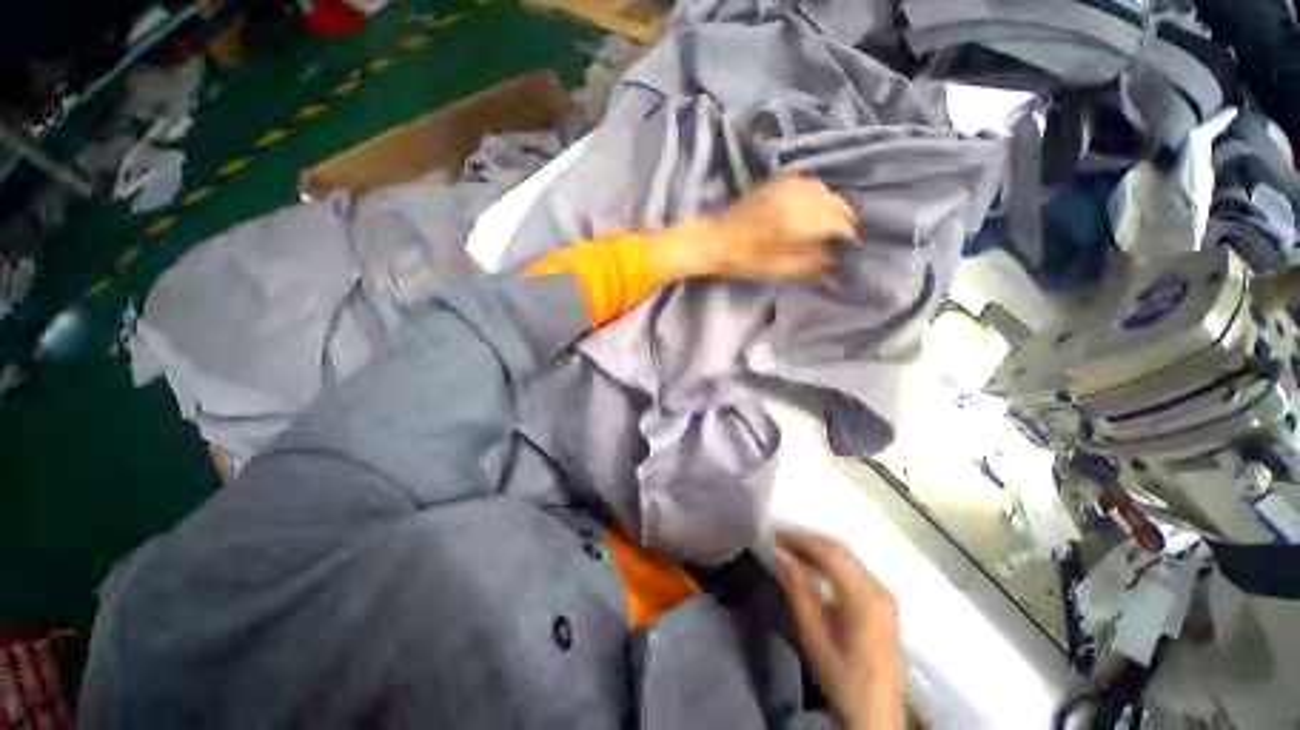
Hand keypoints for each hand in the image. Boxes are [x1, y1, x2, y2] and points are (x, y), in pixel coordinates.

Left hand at [654, 175, 857, 279]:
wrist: (716, 241)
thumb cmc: (746, 261)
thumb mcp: (780, 269)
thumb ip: (812, 262)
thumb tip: (837, 258)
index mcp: (798, 222)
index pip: (838, 222)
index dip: (848, 234)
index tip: (851, 245)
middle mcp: (797, 198)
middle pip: (835, 203)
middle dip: (844, 218)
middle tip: (843, 234)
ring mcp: (786, 187)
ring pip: (824, 190)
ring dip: (832, 204)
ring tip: (830, 220)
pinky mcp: (776, 182)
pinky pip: (807, 183)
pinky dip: (817, 193)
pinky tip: (813, 205)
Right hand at [773, 527, 904, 729]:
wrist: (877, 715)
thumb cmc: (842, 679)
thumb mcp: (814, 638)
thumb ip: (797, 591)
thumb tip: (778, 553)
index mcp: (866, 598)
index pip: (830, 553)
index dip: (800, 538)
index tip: (774, 532)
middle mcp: (879, 588)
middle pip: (840, 550)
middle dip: (806, 540)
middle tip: (777, 537)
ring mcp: (883, 593)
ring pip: (846, 556)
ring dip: (816, 549)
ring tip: (788, 548)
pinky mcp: (881, 600)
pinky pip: (852, 568)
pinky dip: (828, 561)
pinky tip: (810, 565)